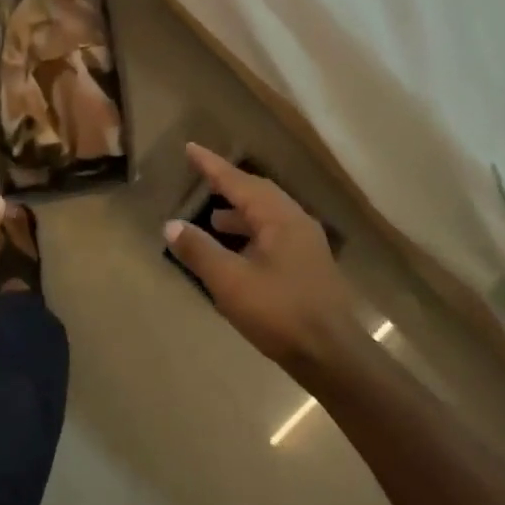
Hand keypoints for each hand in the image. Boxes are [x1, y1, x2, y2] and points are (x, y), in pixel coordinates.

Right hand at [164, 144, 364, 371]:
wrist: (333, 356)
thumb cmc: (280, 313)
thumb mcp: (231, 283)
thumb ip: (200, 251)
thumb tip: (171, 225)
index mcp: (278, 218)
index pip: (238, 181)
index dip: (212, 166)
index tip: (190, 148)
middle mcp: (296, 221)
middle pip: (257, 192)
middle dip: (228, 184)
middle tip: (202, 176)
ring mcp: (306, 243)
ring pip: (267, 214)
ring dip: (240, 211)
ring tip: (213, 217)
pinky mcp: (308, 265)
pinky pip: (274, 233)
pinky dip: (251, 231)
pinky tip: (238, 251)